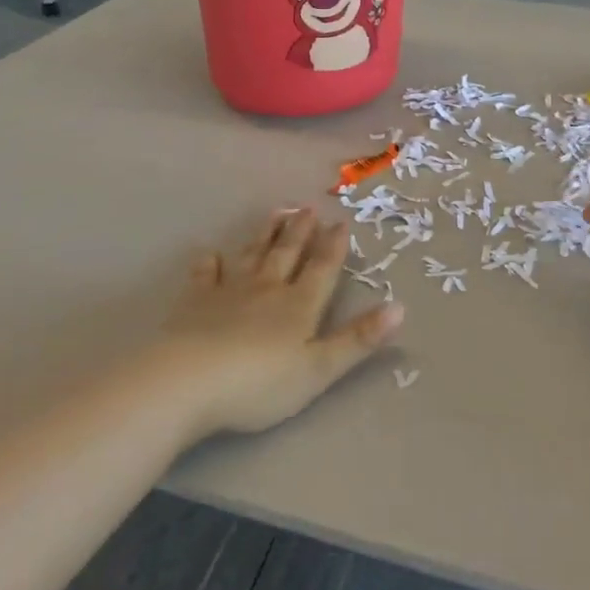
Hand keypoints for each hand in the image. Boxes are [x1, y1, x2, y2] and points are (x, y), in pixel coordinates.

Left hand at [156, 207, 402, 435]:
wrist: (190, 381)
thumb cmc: (260, 383)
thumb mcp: (319, 369)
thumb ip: (358, 339)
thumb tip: (400, 307)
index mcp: (299, 306)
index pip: (322, 269)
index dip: (333, 247)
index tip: (340, 222)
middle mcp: (267, 289)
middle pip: (287, 254)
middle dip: (300, 231)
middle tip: (308, 207)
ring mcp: (228, 292)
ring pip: (252, 255)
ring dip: (265, 234)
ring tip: (276, 212)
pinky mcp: (195, 302)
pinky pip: (205, 275)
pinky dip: (209, 263)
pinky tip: (209, 253)